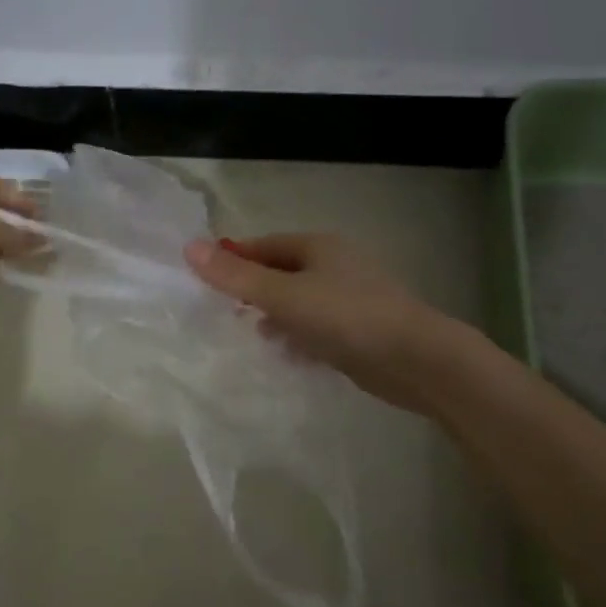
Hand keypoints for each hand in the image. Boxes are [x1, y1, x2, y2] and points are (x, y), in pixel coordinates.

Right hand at [183, 232, 467, 411]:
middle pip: (282, 273)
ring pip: (300, 302)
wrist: (416, 360)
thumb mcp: (283, 295)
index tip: (207, 281)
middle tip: (227, 313)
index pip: (264, 246)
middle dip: (255, 292)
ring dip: (277, 317)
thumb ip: (236, 276)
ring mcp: (351, 298)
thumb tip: (189, 247)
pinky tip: (290, 356)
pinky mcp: (361, 330)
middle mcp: (335, 265)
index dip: (235, 259)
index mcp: (318, 246)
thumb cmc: (345, 317)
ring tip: (256, 337)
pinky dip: (300, 337)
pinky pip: (319, 327)